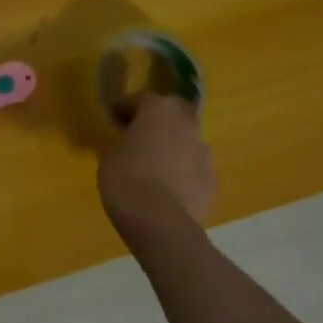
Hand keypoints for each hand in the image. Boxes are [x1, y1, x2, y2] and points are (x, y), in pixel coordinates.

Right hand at [96, 94, 217, 251]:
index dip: (125, 108)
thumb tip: (126, 141)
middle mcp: (187, 124)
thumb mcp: (109, 154)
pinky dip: (182, 172)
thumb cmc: (126, 179)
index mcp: (159, 109)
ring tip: (153, 166)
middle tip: (139, 135)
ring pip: (186, 140)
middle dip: (158, 120)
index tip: (113, 120)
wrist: (160, 223)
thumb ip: (121, 140)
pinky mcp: (212, 181)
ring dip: (172, 146)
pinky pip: (193, 168)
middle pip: (173, 112)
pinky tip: (166, 189)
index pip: (140, 98)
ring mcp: (204, 153)